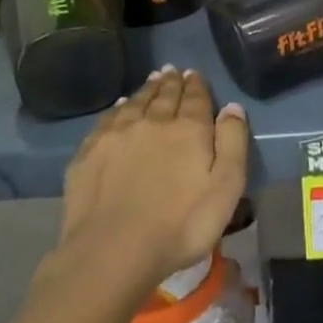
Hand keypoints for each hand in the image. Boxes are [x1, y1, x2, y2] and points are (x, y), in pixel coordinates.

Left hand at [57, 68, 248, 291]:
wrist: (112, 251)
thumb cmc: (180, 225)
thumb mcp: (225, 188)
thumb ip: (233, 143)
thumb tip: (232, 106)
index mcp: (188, 129)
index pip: (195, 98)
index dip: (196, 85)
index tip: (194, 74)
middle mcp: (152, 121)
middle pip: (164, 95)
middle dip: (171, 82)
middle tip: (173, 71)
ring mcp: (117, 135)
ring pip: (136, 102)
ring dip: (147, 89)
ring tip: (153, 80)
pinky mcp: (89, 153)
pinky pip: (108, 119)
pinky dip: (118, 108)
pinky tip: (121, 107)